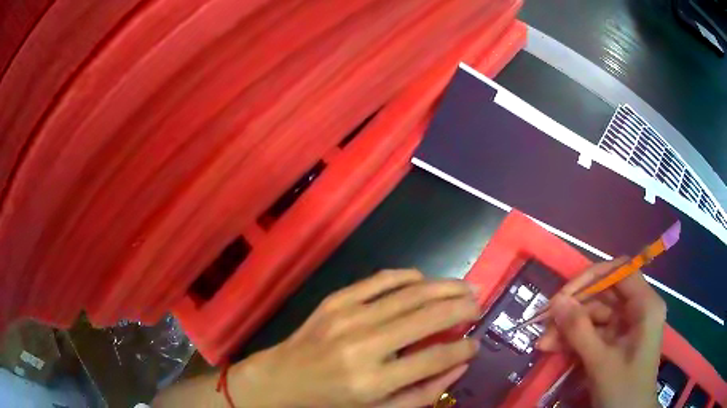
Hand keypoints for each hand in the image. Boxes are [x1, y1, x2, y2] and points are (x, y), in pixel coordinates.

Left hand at [231, 269, 479, 407]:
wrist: (283, 378)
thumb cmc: (332, 402)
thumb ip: (423, 393)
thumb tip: (460, 364)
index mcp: (373, 381)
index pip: (434, 359)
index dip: (463, 349)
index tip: (476, 344)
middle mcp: (363, 345)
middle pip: (427, 317)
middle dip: (462, 307)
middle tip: (480, 304)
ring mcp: (348, 316)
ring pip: (410, 293)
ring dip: (444, 287)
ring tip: (466, 287)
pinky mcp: (336, 300)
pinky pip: (380, 279)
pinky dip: (408, 276)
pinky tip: (425, 280)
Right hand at [537, 259, 666, 407]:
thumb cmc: (623, 389)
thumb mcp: (600, 361)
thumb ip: (579, 330)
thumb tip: (556, 301)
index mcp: (645, 305)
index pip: (620, 271)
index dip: (592, 277)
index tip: (565, 295)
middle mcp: (637, 309)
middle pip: (604, 294)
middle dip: (574, 310)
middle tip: (545, 325)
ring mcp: (626, 326)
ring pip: (594, 315)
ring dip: (569, 328)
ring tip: (543, 344)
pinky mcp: (615, 341)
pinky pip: (593, 332)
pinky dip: (574, 340)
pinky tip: (553, 348)